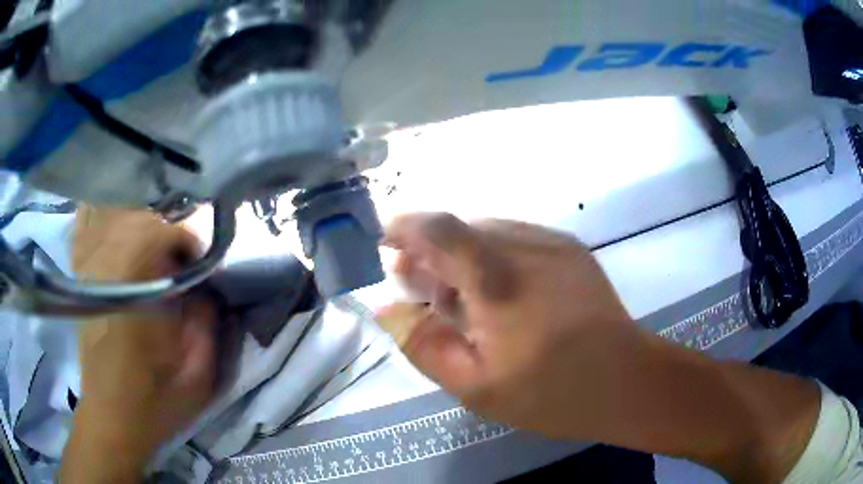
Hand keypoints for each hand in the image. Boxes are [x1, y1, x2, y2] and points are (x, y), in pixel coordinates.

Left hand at [61, 208, 217, 482]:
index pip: (160, 234)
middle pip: (136, 218)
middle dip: (165, 228)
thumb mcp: (197, 375)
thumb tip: (207, 282)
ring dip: (138, 221)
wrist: (112, 419)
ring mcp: (86, 271)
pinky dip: (100, 216)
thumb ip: (206, 322)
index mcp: (134, 298)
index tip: (201, 258)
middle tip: (181, 254)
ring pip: (112, 216)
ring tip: (154, 244)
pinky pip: (85, 226)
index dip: (186, 237)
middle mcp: (104, 273)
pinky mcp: (78, 277)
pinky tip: (115, 223)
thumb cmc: (155, 402)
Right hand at [379, 213, 818, 482]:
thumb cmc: (551, 392)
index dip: (405, 228)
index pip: (438, 229)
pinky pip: (516, 239)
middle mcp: (525, 245)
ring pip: (489, 232)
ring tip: (465, 302)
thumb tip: (387, 308)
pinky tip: (502, 295)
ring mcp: (553, 243)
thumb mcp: (475, 386)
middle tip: (424, 293)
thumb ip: (424, 344)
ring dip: (463, 257)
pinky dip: (493, 257)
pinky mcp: (571, 248)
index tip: (386, 244)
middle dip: (431, 253)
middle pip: (461, 229)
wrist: (627, 380)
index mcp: (498, 280)